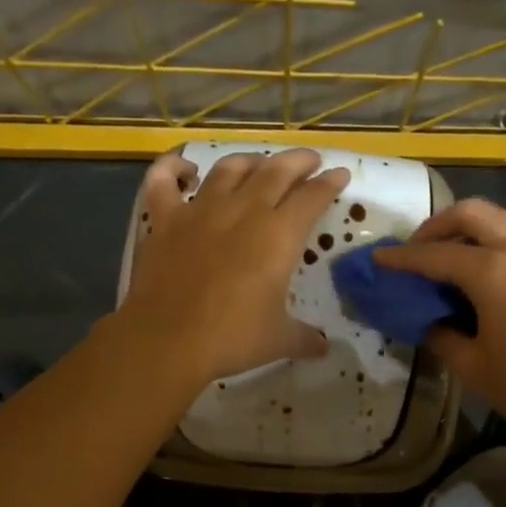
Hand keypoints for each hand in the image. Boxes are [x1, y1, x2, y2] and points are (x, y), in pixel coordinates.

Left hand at [119, 149, 349, 383]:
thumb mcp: (278, 340)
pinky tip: (186, 167)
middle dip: (298, 161)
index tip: (340, 174)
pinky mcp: (165, 219)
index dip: (330, 183)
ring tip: (260, 162)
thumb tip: (323, 347)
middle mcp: (243, 211)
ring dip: (250, 160)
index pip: (312, 197)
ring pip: (229, 169)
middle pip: (276, 171)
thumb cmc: (231, 338)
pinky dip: (173, 167)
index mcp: (279, 235)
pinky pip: (165, 181)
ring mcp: (201, 210)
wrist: (167, 339)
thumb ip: (304, 338)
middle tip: (309, 160)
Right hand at [376, 200, 505, 457]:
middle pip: (472, 213)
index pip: (434, 255)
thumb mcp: (476, 369)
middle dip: (438, 225)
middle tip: (418, 249)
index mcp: (492, 272)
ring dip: (478, 224)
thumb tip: (429, 322)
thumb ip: (443, 338)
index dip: (401, 257)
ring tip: (461, 250)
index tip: (377, 257)